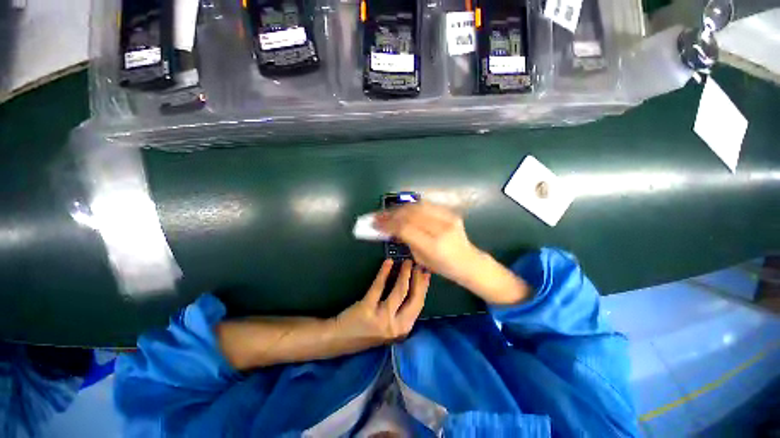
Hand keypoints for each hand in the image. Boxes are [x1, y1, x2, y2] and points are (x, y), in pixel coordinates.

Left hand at [334, 259, 429, 347]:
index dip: (424, 287)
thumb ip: (402, 312)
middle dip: (418, 279)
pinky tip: (388, 262)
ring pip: (399, 291)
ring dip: (405, 274)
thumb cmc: (367, 330)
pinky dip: (384, 272)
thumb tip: (413, 287)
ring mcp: (381, 319)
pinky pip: (379, 286)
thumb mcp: (390, 326)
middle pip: (413, 298)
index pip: (419, 305)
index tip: (426, 273)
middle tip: (418, 264)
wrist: (340, 339)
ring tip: (407, 262)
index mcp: (403, 329)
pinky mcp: (367, 309)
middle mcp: (396, 326)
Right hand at [376, 203, 530, 304]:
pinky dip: (411, 206)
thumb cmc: (445, 267)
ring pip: (417, 206)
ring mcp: (447, 217)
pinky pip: (426, 205)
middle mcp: (441, 228)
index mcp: (434, 245)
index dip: (388, 225)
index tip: (375, 224)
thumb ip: (407, 242)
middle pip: (410, 214)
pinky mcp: (450, 212)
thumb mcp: (422, 259)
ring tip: (388, 212)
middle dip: (390, 214)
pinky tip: (403, 209)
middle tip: (378, 216)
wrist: (469, 261)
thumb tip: (392, 229)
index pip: (405, 228)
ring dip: (399, 208)